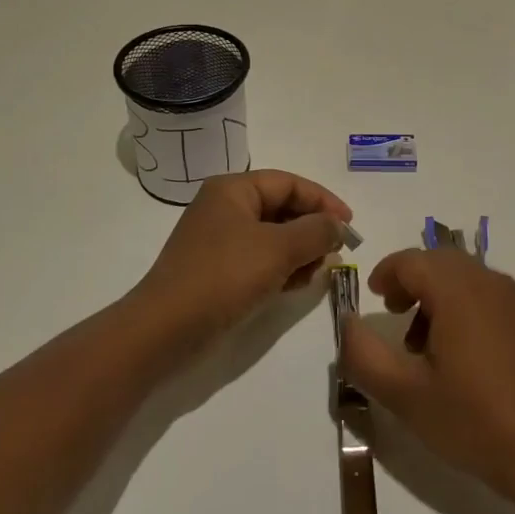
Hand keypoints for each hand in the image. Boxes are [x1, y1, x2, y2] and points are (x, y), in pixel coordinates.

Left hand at [134, 169, 351, 347]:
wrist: (164, 330)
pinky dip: (281, 268)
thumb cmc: (223, 277)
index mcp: (233, 189)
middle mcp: (225, 207)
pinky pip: (260, 259)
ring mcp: (219, 240)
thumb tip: (338, 225)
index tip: (350, 225)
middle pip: (282, 208)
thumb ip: (315, 232)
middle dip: (312, 229)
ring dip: (300, 251)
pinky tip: (296, 285)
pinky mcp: (218, 270)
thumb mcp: (277, 250)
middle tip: (336, 252)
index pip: (289, 183)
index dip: (323, 200)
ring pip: (273, 236)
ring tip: (317, 272)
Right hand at [339, 249, 514, 501]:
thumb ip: (364, 354)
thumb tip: (348, 322)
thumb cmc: (473, 420)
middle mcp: (487, 281)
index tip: (373, 300)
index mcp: (457, 289)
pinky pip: (484, 294)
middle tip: (392, 316)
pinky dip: (460, 305)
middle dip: (410, 281)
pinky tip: (456, 354)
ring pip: (462, 276)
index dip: (386, 274)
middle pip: (438, 261)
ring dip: (435, 294)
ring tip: (421, 344)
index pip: (411, 260)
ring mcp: (513, 300)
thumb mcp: (405, 394)